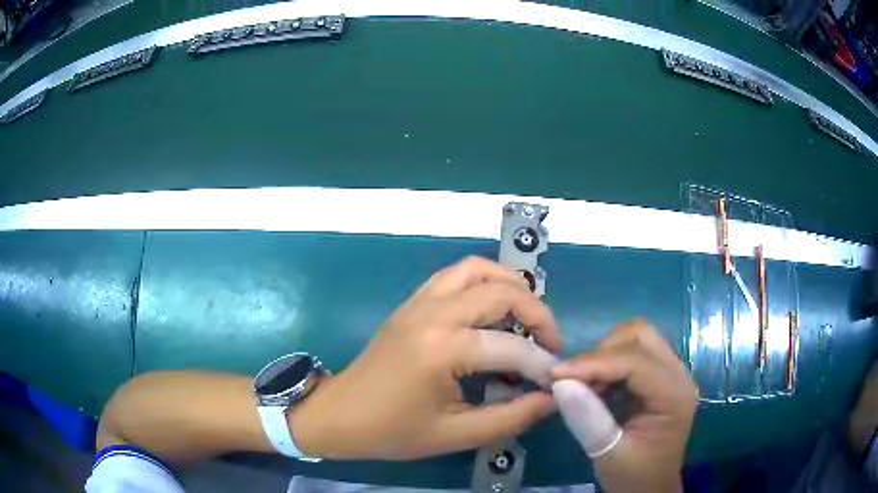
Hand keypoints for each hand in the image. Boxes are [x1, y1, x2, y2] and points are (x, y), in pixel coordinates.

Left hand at [290, 257, 563, 460]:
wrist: (338, 415)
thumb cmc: (391, 431)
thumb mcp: (454, 435)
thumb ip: (510, 418)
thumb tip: (550, 399)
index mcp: (442, 349)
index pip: (512, 347)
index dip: (542, 364)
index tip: (555, 382)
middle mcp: (433, 313)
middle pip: (502, 290)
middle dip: (538, 314)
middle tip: (549, 344)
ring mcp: (419, 301)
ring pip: (477, 269)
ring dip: (510, 286)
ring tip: (526, 318)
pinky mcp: (411, 302)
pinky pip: (454, 275)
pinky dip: (482, 282)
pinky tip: (491, 312)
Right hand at [551, 321, 697, 492]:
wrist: (650, 487)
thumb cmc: (633, 476)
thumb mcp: (608, 455)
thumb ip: (588, 420)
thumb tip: (560, 383)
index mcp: (675, 396)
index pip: (636, 361)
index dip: (595, 363)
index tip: (555, 375)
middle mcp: (679, 375)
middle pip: (641, 337)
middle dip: (601, 353)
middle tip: (573, 380)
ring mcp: (671, 373)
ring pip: (637, 338)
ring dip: (605, 354)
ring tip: (583, 383)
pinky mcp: (659, 376)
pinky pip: (633, 352)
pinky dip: (609, 362)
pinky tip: (596, 386)